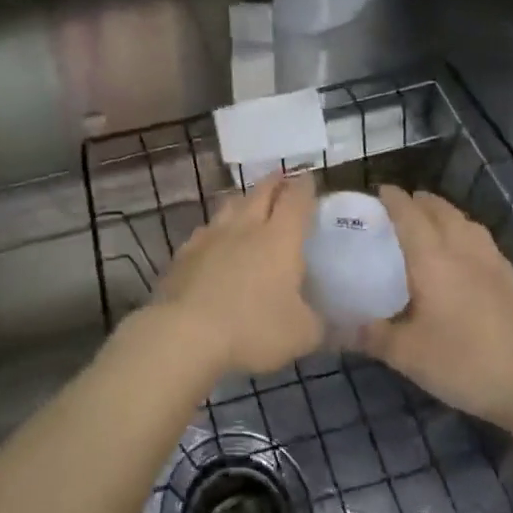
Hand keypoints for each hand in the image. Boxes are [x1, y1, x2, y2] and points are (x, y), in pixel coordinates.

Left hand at [153, 172, 323, 377]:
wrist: (184, 333)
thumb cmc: (252, 328)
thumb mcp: (302, 335)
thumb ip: (319, 324)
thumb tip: (328, 321)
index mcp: (280, 238)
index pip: (296, 200)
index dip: (305, 187)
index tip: (310, 179)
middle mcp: (245, 227)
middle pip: (261, 193)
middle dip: (275, 182)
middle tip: (282, 177)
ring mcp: (210, 237)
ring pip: (229, 206)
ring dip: (243, 200)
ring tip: (248, 202)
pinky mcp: (184, 253)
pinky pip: (205, 231)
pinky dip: (216, 230)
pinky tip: (214, 240)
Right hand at [358, 187, 512, 433]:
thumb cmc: (466, 363)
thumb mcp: (407, 355)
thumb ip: (370, 336)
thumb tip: (334, 328)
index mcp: (433, 258)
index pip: (408, 214)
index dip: (391, 199)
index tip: (374, 192)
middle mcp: (462, 250)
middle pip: (439, 210)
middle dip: (417, 201)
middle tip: (395, 208)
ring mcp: (492, 263)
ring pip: (464, 222)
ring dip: (443, 213)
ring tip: (428, 222)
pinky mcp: (511, 281)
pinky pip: (482, 241)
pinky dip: (465, 234)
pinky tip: (464, 254)